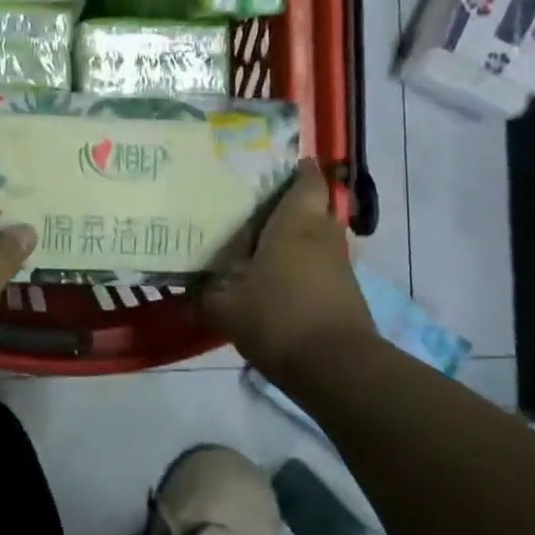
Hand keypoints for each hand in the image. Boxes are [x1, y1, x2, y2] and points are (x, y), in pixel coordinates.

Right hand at [203, 158, 375, 379]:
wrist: (336, 367)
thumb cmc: (278, 319)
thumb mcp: (226, 309)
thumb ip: (206, 296)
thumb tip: (187, 293)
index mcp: (296, 225)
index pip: (307, 182)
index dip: (298, 170)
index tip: (277, 167)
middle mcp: (323, 237)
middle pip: (317, 208)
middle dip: (294, 204)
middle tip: (259, 208)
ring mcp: (340, 266)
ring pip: (321, 238)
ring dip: (300, 238)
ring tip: (265, 244)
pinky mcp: (347, 293)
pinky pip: (323, 266)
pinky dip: (305, 266)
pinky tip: (279, 280)